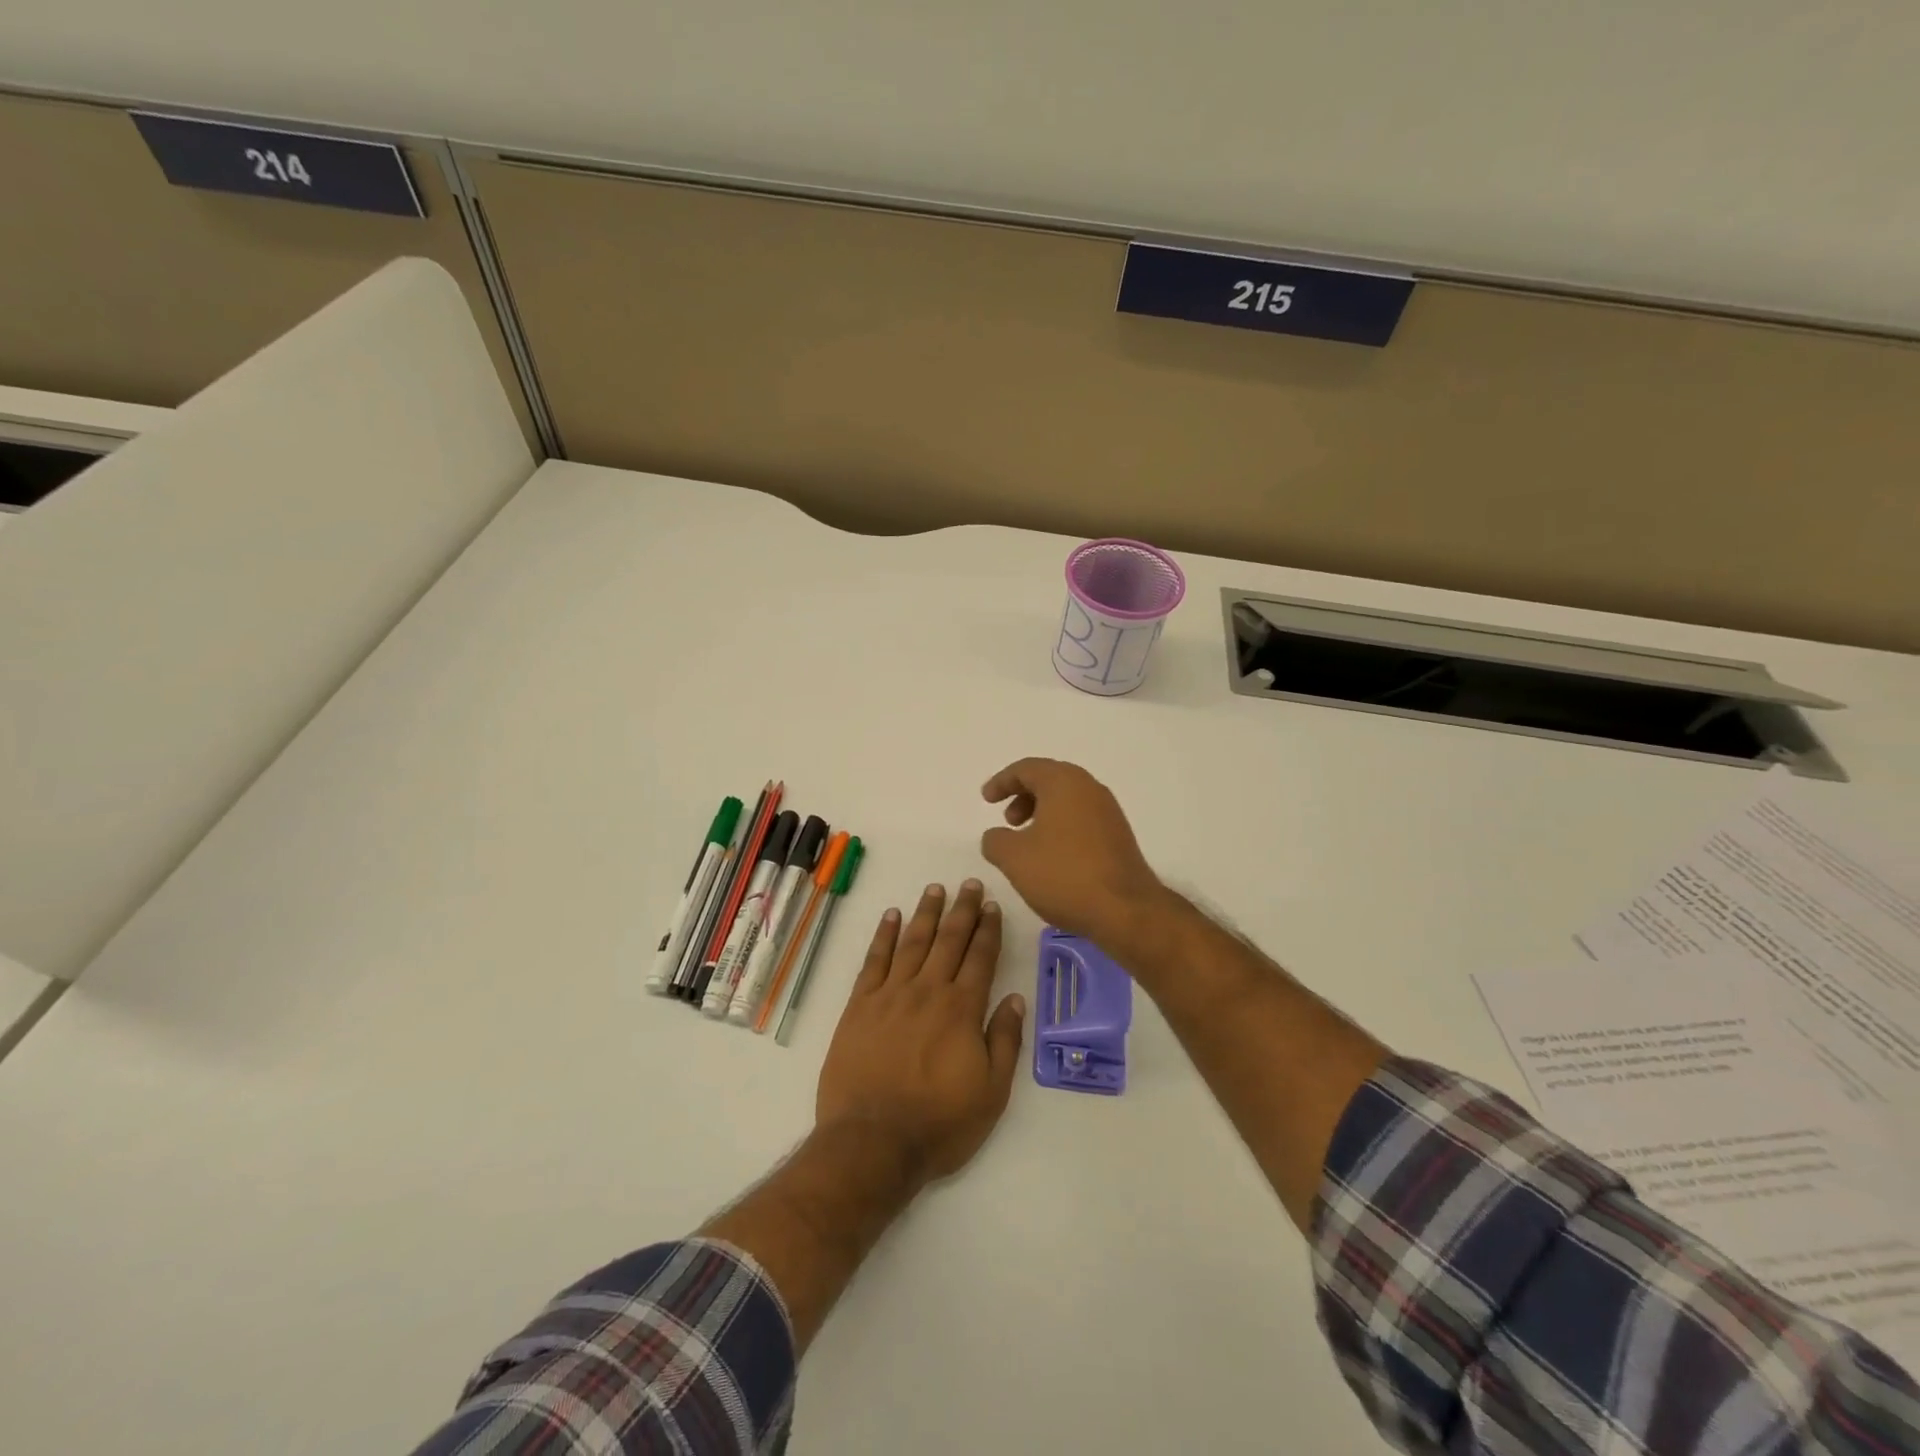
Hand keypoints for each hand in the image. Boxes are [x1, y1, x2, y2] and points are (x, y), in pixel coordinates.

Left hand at [816, 881, 1025, 1185]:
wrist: (872, 1142)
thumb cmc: (939, 1123)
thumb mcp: (992, 1093)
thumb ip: (1005, 1041)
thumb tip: (1016, 999)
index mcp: (962, 1010)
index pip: (980, 958)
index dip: (988, 930)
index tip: (992, 905)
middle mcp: (928, 991)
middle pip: (949, 940)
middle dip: (962, 910)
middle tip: (970, 883)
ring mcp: (890, 995)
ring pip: (913, 942)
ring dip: (926, 913)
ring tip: (936, 889)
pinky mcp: (859, 1005)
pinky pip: (874, 960)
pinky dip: (884, 935)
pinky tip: (892, 916)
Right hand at [980, 758, 1166, 946]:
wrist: (1125, 910)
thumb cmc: (1064, 874)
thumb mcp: (1014, 858)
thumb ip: (995, 840)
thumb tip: (996, 836)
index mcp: (1064, 783)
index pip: (1027, 769)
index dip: (1002, 782)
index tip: (986, 800)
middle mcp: (1090, 789)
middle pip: (1050, 780)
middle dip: (1023, 796)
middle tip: (1008, 821)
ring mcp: (1109, 812)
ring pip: (1068, 800)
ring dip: (1042, 813)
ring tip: (1027, 843)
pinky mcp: (1119, 836)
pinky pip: (1082, 819)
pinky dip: (1061, 827)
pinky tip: (1052, 857)